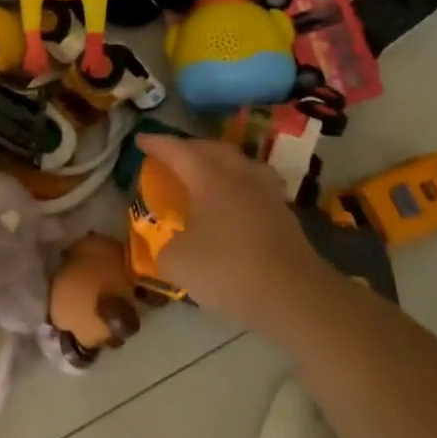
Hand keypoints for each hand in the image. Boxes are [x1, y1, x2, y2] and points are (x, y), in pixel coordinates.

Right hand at [135, 134, 333, 341]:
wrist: (296, 297)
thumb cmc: (229, 271)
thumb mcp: (178, 262)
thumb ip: (164, 246)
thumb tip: (167, 243)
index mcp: (210, 178)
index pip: (178, 151)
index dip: (157, 144)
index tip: (140, 139)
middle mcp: (240, 177)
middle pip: (213, 149)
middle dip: (190, 148)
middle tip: (172, 155)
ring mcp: (268, 194)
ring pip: (241, 164)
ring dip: (220, 163)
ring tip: (207, 174)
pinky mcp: (285, 216)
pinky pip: (256, 187)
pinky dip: (239, 187)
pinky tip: (234, 204)